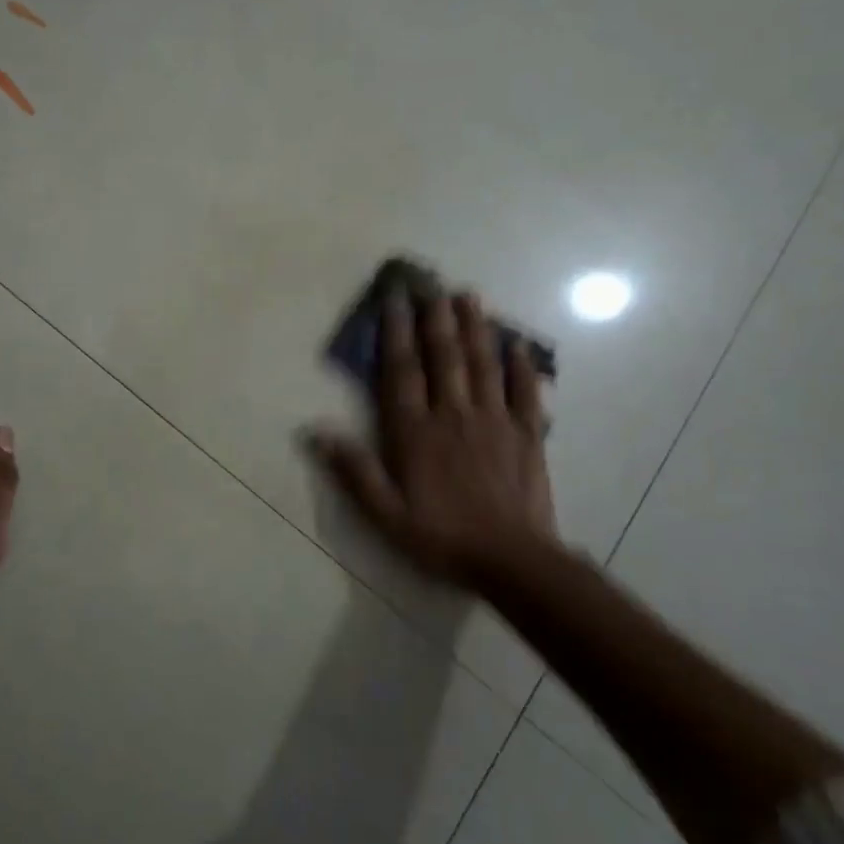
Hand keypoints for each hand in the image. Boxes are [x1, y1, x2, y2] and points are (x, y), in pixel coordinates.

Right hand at [307, 290, 558, 587]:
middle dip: (435, 316)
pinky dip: (521, 366)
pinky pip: (525, 392)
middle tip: (431, 282)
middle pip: (444, 356)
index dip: (396, 331)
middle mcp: (453, 414)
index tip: (394, 299)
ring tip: (469, 296)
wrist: (512, 561)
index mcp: (415, 431)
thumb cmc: (442, 537)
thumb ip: (354, 471)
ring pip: (482, 364)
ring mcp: (494, 421)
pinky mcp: (527, 435)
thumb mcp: (386, 515)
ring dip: (475, 327)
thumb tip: (316, 431)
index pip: (402, 370)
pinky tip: (518, 344)